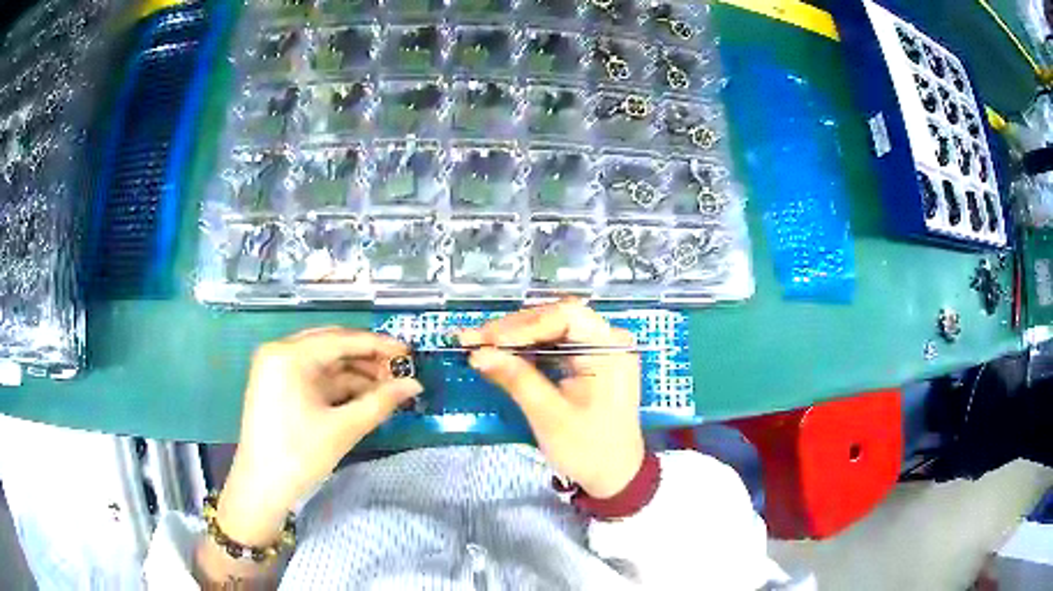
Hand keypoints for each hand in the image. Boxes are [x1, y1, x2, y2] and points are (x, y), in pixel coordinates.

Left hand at [218, 327, 421, 544]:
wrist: (261, 488)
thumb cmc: (299, 456)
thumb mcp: (343, 428)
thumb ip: (381, 402)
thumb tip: (415, 385)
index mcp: (289, 355)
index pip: (341, 340)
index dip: (378, 345)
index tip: (408, 352)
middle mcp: (280, 352)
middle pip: (332, 345)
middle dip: (367, 358)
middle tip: (400, 371)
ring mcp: (276, 368)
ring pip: (324, 361)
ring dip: (355, 373)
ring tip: (387, 388)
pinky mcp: (277, 385)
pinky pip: (313, 376)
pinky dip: (338, 385)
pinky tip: (363, 395)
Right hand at [460, 300, 644, 498]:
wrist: (614, 474)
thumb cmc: (588, 448)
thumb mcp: (550, 416)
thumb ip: (516, 379)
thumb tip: (478, 353)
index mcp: (610, 349)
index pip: (565, 316)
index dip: (522, 325)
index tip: (486, 340)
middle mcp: (609, 339)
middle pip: (556, 318)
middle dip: (513, 329)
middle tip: (472, 340)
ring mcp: (601, 348)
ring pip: (552, 329)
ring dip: (516, 336)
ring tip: (480, 344)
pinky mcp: (590, 360)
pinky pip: (556, 344)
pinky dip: (528, 348)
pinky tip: (502, 353)